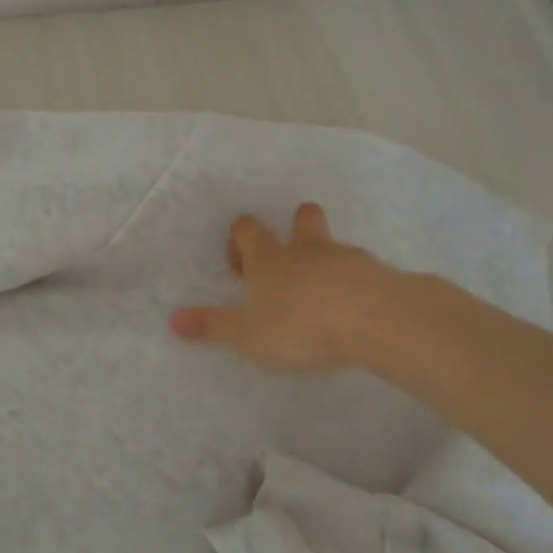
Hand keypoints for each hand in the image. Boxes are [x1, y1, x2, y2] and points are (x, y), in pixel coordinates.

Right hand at [169, 203, 402, 371]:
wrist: (374, 320)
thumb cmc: (300, 324)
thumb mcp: (247, 334)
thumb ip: (213, 326)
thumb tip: (173, 320)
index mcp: (270, 257)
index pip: (247, 228)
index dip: (239, 239)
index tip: (239, 267)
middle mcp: (307, 249)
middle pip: (302, 218)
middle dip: (295, 228)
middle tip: (288, 259)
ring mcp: (347, 258)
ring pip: (334, 245)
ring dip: (326, 261)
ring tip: (323, 296)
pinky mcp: (380, 275)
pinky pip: (364, 271)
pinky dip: (357, 283)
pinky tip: (356, 310)